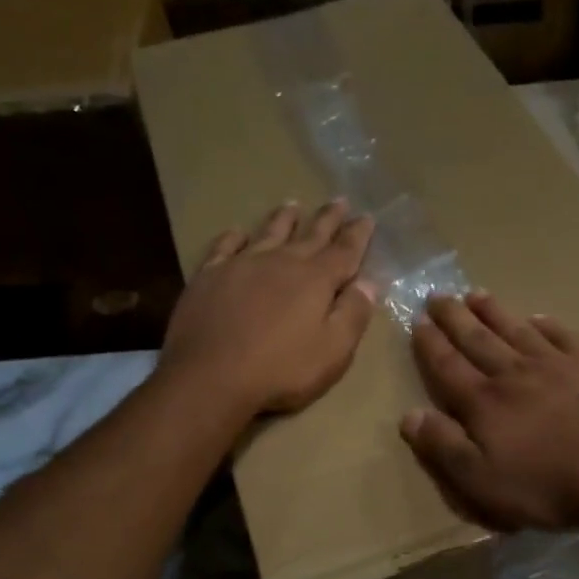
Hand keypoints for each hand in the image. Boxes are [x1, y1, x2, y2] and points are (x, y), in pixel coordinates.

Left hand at [162, 200, 376, 416]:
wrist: (210, 377)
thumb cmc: (281, 370)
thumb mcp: (333, 351)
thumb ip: (353, 314)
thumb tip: (369, 283)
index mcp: (316, 280)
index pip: (344, 251)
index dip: (358, 235)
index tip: (367, 217)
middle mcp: (281, 262)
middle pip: (311, 235)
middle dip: (328, 218)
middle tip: (340, 200)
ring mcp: (242, 265)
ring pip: (269, 232)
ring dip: (284, 218)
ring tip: (293, 204)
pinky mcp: (209, 276)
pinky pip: (225, 246)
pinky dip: (234, 237)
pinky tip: (238, 232)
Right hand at [400, 292, 578, 530]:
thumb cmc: (545, 484)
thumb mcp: (481, 480)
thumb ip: (444, 446)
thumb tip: (409, 415)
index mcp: (484, 402)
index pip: (448, 366)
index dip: (430, 344)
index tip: (417, 321)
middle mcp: (514, 373)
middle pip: (478, 339)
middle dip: (455, 318)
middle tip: (438, 295)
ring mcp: (556, 365)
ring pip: (516, 330)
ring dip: (494, 312)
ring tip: (476, 294)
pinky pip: (564, 337)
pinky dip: (548, 325)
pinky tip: (539, 318)